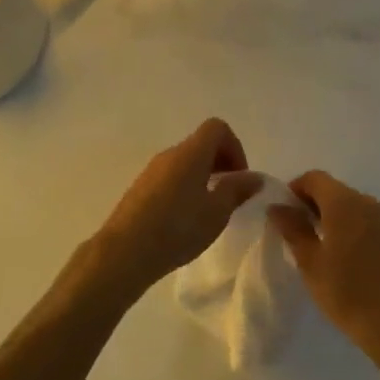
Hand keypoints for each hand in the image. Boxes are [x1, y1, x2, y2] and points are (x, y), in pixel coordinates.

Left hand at [89, 119, 261, 299]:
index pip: (217, 128)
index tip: (239, 178)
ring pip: (185, 161)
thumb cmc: (177, 229)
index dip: (235, 147)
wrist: (125, 251)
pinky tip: (185, 219)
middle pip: (201, 144)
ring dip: (203, 177)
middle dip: (221, 163)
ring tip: (208, 211)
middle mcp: (170, 154)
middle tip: (229, 195)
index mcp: (191, 153)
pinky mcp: (140, 187)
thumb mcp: (216, 213)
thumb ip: (237, 191)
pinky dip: (185, 187)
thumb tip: (254, 177)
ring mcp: (151, 170)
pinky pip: (170, 176)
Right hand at [270, 171, 379, 363]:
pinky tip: (348, 259)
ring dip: (334, 217)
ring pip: (353, 207)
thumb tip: (277, 207)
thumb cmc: (347, 292)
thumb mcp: (310, 262)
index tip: (284, 213)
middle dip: (313, 204)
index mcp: (344, 202)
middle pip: (334, 190)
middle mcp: (367, 203)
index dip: (295, 189)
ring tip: (322, 248)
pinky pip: (368, 223)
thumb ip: (293, 229)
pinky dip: (353, 230)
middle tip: (299, 232)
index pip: (314, 178)